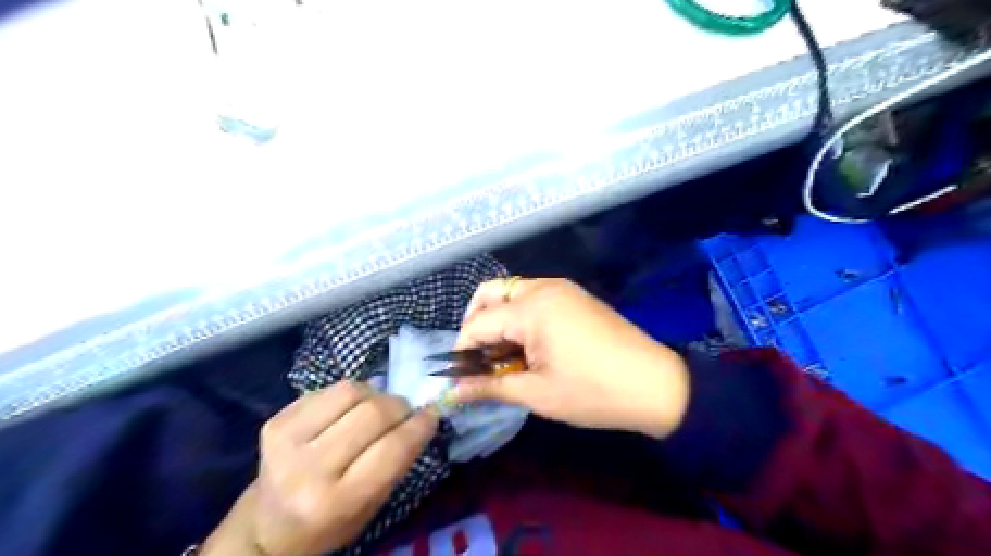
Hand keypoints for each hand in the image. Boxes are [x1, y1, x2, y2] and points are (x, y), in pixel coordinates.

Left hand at [200, 382, 437, 554]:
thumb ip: (399, 461)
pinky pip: (328, 389)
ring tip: (376, 408)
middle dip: (399, 407)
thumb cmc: (331, 521)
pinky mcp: (275, 421)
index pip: (391, 450)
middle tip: (405, 412)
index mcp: (336, 501)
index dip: (419, 425)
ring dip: (375, 395)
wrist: (268, 524)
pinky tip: (348, 410)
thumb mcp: (372, 504)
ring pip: (351, 391)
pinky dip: (350, 394)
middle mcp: (307, 470)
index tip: (432, 414)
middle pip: (373, 413)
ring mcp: (286, 441)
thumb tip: (425, 414)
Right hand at [451, 278, 689, 439]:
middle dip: (476, 324)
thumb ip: (490, 387)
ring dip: (498, 320)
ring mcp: (562, 289)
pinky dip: (520, 317)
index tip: (458, 377)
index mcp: (532, 308)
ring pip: (512, 293)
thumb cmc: (593, 392)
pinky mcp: (575, 296)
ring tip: (503, 357)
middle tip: (479, 359)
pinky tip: (528, 346)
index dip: (462, 350)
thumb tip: (453, 392)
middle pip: (490, 294)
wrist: (657, 385)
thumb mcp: (537, 393)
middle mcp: (543, 288)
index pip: (478, 323)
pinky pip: (533, 298)